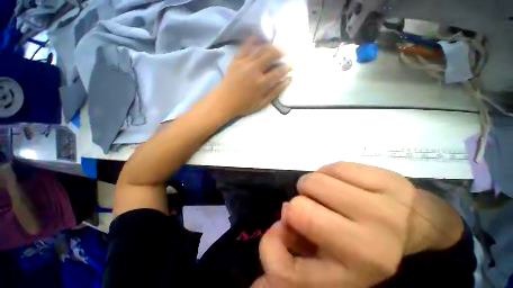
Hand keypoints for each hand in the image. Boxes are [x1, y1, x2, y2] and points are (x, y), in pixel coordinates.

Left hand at [209, 37, 291, 117]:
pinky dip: (254, 41)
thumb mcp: (261, 104)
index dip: (286, 68)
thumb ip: (275, 92)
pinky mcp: (236, 59)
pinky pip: (246, 46)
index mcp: (261, 84)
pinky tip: (259, 40)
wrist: (224, 101)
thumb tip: (287, 81)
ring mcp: (244, 63)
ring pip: (260, 48)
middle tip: (283, 54)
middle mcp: (254, 70)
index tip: (290, 66)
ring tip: (274, 48)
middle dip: (280, 52)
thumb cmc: (244, 105)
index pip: (278, 72)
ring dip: (270, 46)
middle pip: (271, 54)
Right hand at [253, 162, 463, 287]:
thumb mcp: (326, 272)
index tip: (284, 232)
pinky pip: (334, 167)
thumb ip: (287, 269)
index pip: (284, 270)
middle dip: (295, 206)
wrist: (423, 236)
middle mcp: (369, 249)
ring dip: (310, 187)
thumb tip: (258, 272)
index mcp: (349, 280)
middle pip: (296, 209)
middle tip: (312, 209)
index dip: (272, 246)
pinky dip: (329, 174)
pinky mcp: (390, 181)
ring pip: (312, 181)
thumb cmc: (369, 256)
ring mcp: (384, 210)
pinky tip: (342, 185)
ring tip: (326, 196)